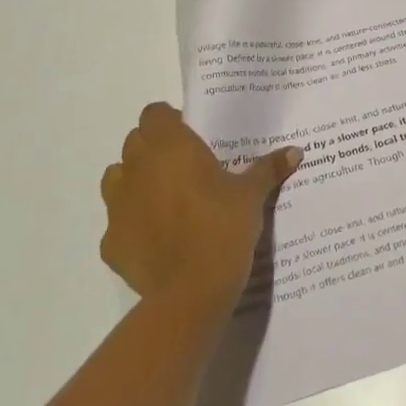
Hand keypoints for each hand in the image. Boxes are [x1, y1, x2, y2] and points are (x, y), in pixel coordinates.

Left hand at [99, 103, 301, 307]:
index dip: (170, 121)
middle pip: (136, 142)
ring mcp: (118, 206)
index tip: (192, 137)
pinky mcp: (110, 242)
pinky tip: (157, 237)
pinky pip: (118, 221)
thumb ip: (268, 168)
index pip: (154, 114)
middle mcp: (137, 168)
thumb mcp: (252, 195)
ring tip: (166, 197)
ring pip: (117, 177)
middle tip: (185, 166)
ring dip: (136, 180)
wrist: (191, 291)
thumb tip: (295, 151)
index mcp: (171, 147)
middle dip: (154, 149)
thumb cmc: (223, 227)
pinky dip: (132, 223)